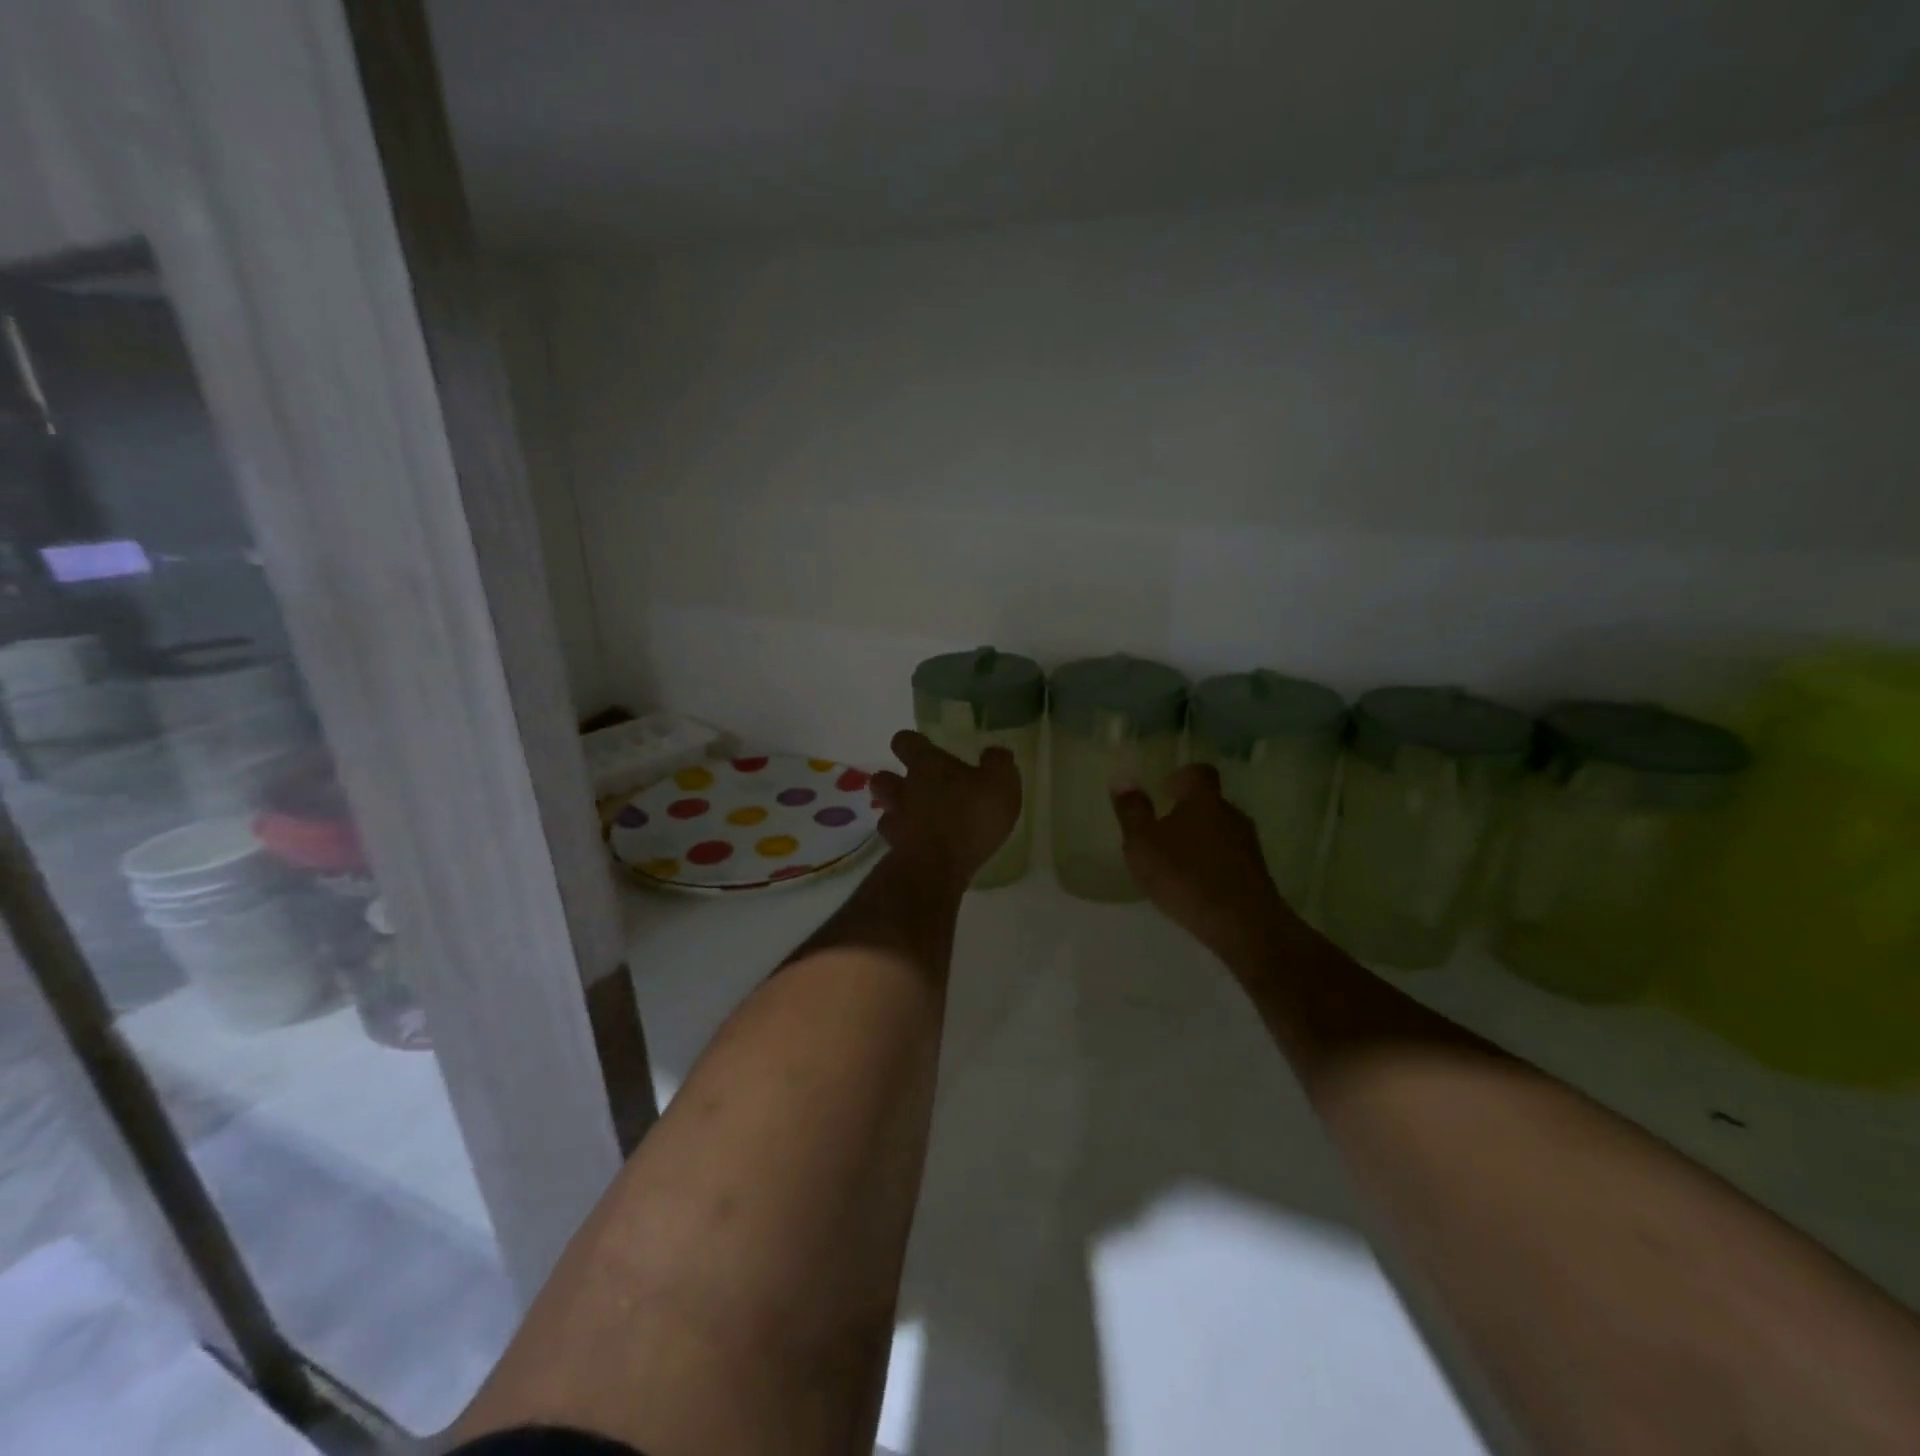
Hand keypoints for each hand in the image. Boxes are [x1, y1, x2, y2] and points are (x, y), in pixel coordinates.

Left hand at [871, 731, 1020, 888]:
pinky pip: (895, 840)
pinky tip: (922, 846)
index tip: (923, 747)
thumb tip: (995, 752)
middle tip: (917, 787)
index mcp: (927, 765)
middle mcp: (904, 788)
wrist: (938, 868)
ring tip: (918, 819)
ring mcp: (896, 821)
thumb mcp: (1000, 784)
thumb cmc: (971, 816)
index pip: (905, 741)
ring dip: (898, 811)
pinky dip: (905, 840)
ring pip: (885, 809)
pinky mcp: (896, 850)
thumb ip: (998, 764)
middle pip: (883, 777)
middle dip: (894, 780)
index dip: (912, 743)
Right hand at [1112, 763, 1298, 964]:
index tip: (1164, 790)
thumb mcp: (1143, 844)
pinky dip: (1213, 863)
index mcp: (1204, 799)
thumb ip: (1132, 812)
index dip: (1181, 776)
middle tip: (1163, 830)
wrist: (1243, 924)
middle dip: (1188, 812)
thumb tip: (1123, 780)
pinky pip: (1230, 858)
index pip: (1198, 772)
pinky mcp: (1257, 873)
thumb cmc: (1186, 875)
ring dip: (1201, 840)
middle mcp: (1231, 814)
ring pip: (1221, 831)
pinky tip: (1197, 885)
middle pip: (1210, 802)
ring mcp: (1249, 844)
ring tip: (1177, 861)